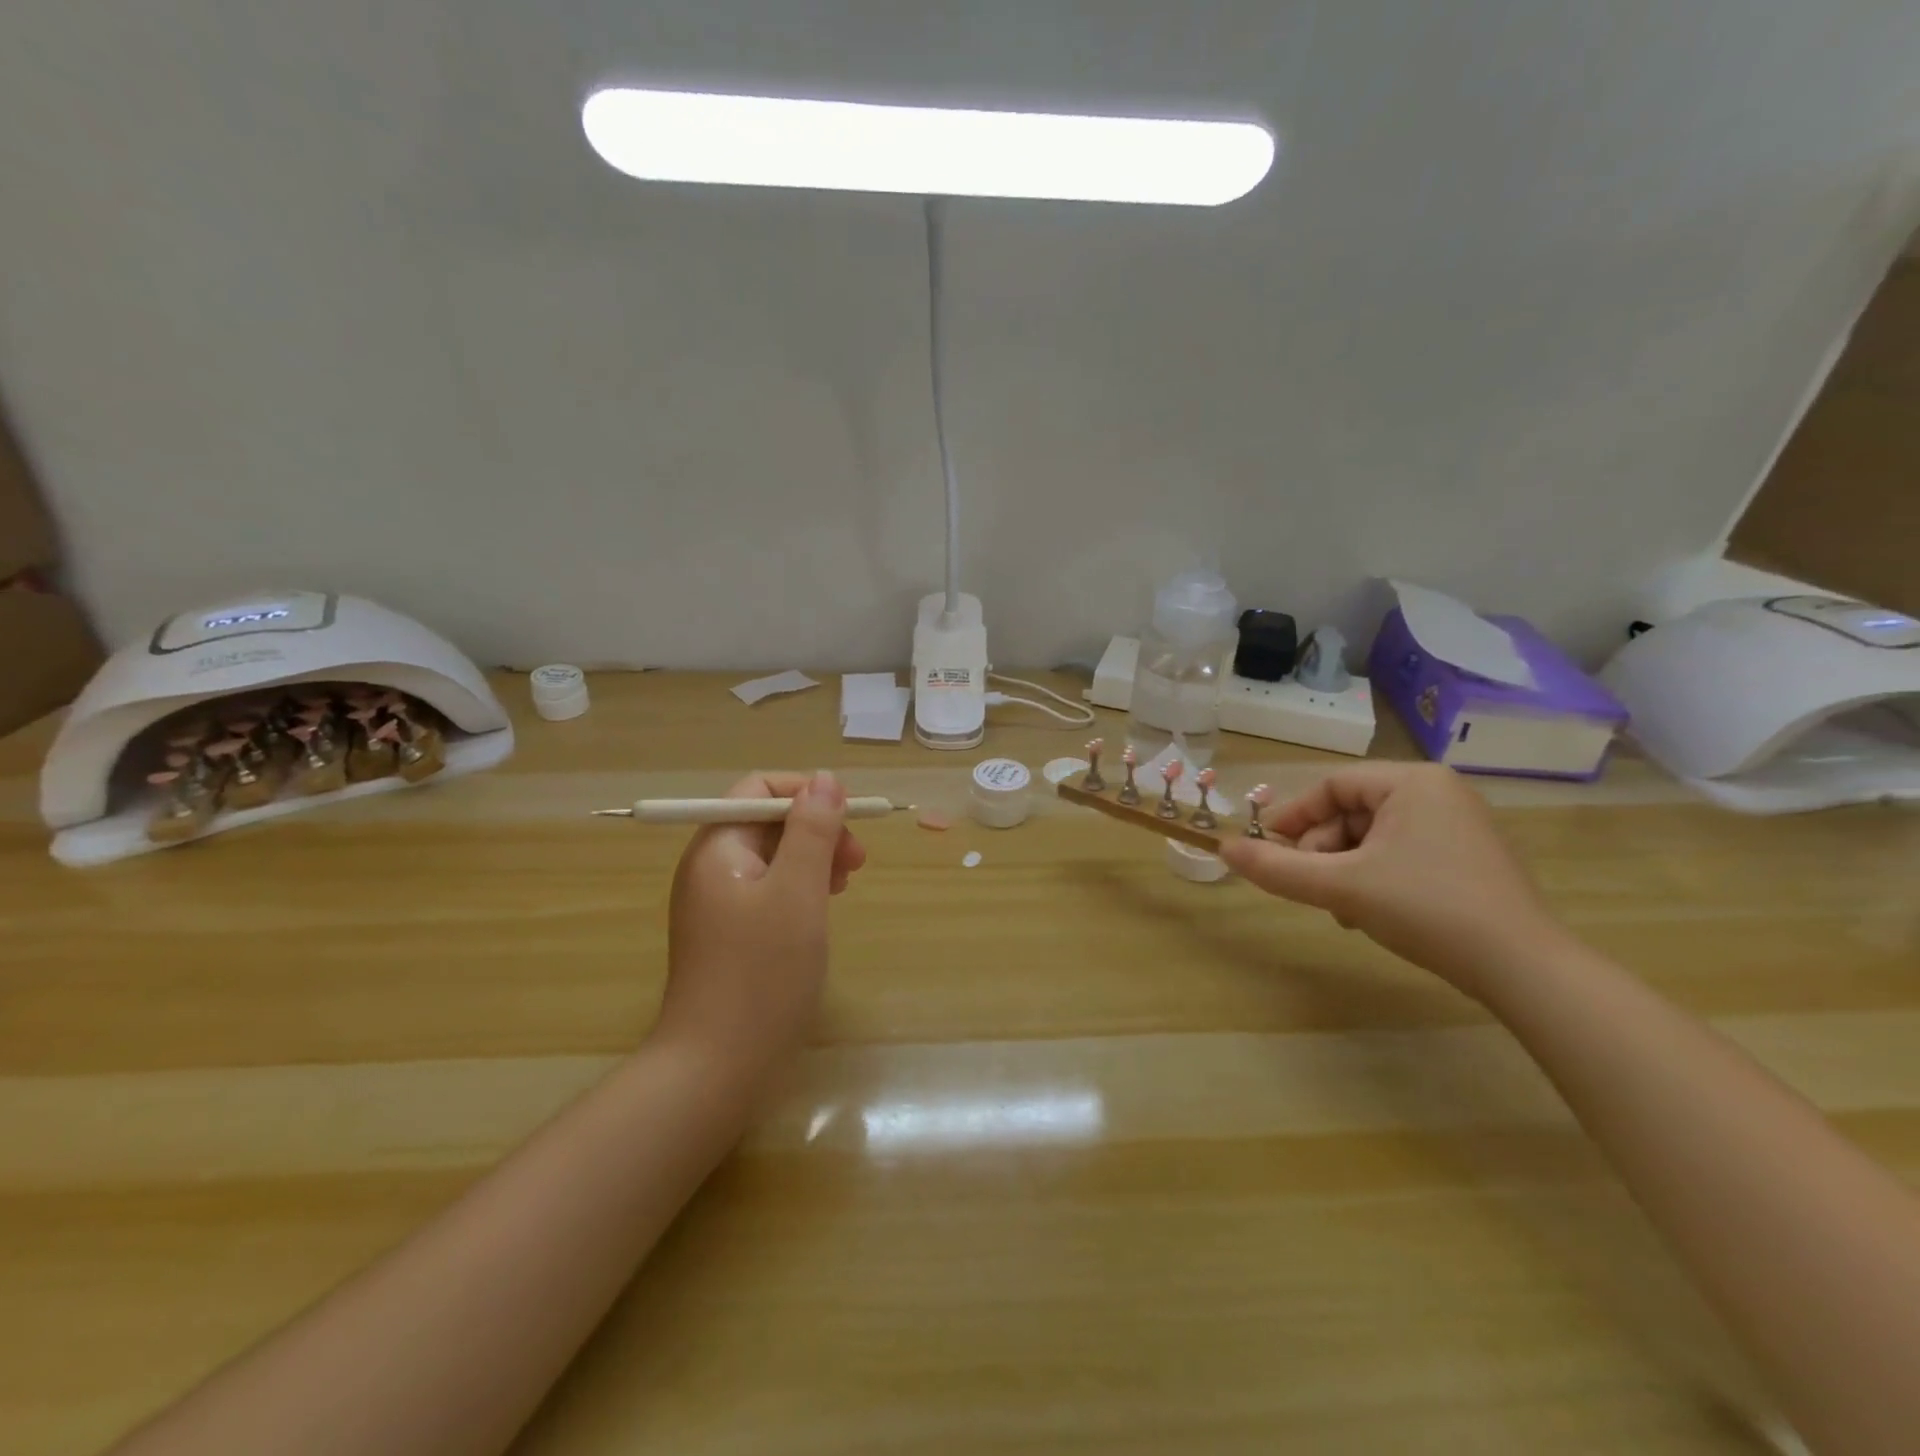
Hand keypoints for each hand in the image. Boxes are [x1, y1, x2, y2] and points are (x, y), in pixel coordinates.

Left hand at [657, 770, 865, 1077]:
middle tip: (858, 861)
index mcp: (717, 847)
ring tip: (847, 883)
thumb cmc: (761, 974)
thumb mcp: (798, 892)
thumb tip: (825, 779)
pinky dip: (801, 889)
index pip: (760, 789)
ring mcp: (718, 904)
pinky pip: (770, 891)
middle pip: (769, 822)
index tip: (850, 818)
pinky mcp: (730, 935)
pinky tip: (823, 909)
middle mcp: (711, 867)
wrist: (716, 1070)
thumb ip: (813, 830)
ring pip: (774, 857)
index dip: (808, 793)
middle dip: (817, 829)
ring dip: (814, 859)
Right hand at [1219, 763, 1565, 999]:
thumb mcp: (1341, 886)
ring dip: (1344, 869)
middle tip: (1311, 887)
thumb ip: (1277, 868)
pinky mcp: (1469, 859)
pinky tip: (1372, 912)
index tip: (1266, 849)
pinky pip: (1401, 854)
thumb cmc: (1426, 908)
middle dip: (1322, 850)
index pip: (1332, 786)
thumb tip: (1223, 850)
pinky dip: (1374, 878)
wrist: (1524, 969)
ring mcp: (1459, 826)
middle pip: (1351, 812)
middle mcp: (1439, 793)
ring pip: (1373, 837)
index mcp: (1413, 782)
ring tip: (1342, 908)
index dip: (1292, 817)